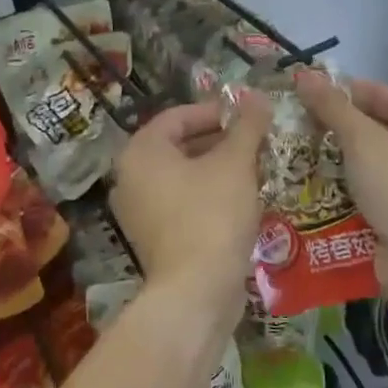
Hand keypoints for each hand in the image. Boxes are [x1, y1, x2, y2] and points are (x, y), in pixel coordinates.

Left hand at [109, 95, 271, 319]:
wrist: (196, 291)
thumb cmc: (212, 215)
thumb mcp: (235, 163)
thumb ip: (247, 126)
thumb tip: (258, 96)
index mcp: (141, 151)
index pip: (178, 116)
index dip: (215, 111)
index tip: (248, 116)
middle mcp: (130, 177)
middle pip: (178, 145)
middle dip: (219, 140)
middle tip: (255, 141)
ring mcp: (138, 211)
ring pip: (182, 176)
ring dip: (217, 168)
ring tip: (254, 168)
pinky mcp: (152, 239)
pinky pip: (181, 202)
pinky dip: (207, 195)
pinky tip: (240, 200)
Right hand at [292, 70, 387, 302]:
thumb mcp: (362, 140)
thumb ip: (332, 107)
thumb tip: (303, 74)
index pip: (372, 91)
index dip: (334, 92)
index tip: (294, 97)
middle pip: (367, 124)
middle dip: (329, 127)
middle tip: (288, 128)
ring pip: (362, 158)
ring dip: (330, 158)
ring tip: (289, 155)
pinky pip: (363, 186)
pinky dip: (339, 185)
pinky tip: (307, 186)